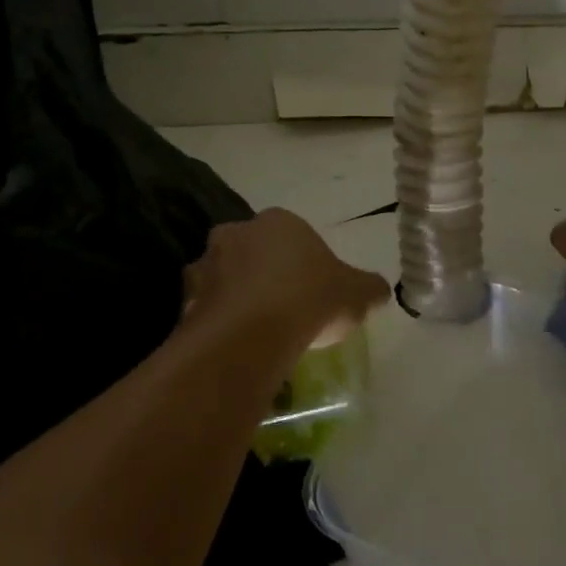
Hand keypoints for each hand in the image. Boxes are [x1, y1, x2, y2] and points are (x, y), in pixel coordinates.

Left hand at [183, 209, 390, 350]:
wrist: (252, 334)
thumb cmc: (311, 299)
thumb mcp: (357, 294)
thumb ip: (369, 288)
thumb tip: (381, 290)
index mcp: (279, 221)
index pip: (293, 234)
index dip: (304, 262)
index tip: (313, 291)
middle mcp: (237, 232)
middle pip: (254, 251)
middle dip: (264, 273)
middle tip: (284, 307)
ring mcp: (206, 263)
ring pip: (225, 277)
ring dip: (236, 295)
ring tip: (257, 330)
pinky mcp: (184, 298)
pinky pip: (207, 307)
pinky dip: (218, 320)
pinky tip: (235, 343)